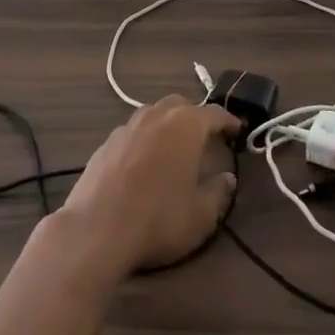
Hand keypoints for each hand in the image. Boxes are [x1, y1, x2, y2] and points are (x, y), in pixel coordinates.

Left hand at [59, 96, 239, 275]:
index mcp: (185, 125)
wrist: (96, 229)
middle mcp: (156, 116)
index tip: (237, 129)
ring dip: (167, 125)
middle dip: (195, 116)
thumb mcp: (201, 215)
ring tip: (173, 147)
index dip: (228, 121)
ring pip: (153, 114)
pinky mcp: (105, 143)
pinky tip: (143, 163)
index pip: (213, 113)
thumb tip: (227, 179)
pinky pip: (132, 132)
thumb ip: (218, 193)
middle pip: (180, 105)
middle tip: (204, 137)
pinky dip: (144, 140)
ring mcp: (127, 127)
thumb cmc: (158, 219)